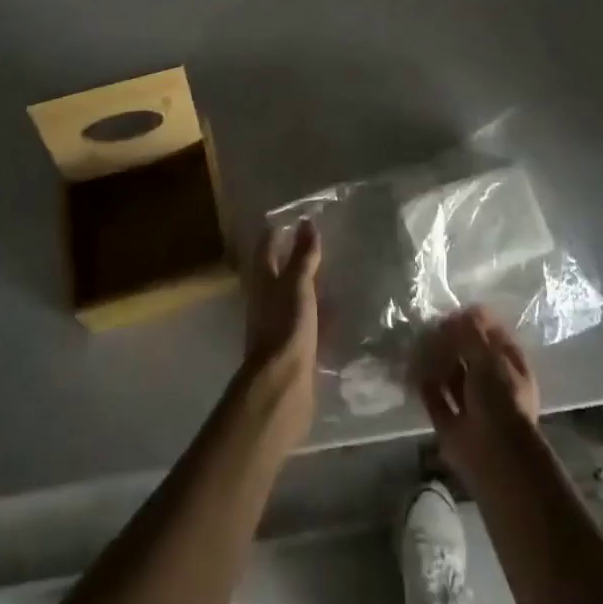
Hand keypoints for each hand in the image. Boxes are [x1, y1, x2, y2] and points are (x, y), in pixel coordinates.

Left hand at [241, 220, 321, 447]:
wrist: (283, 386)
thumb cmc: (286, 326)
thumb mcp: (297, 284)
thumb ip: (303, 255)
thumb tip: (307, 222)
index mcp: (263, 281)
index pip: (267, 247)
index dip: (278, 231)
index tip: (298, 217)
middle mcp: (267, 300)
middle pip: (279, 272)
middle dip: (295, 258)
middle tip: (321, 243)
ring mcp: (279, 325)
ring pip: (294, 297)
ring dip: (309, 286)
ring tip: (334, 274)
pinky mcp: (294, 347)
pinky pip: (308, 322)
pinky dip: (320, 314)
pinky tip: (339, 312)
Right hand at [413, 307, 541, 490]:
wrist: (497, 457)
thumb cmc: (501, 398)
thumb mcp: (489, 355)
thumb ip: (470, 332)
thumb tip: (452, 319)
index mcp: (509, 363)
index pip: (489, 332)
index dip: (470, 321)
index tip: (450, 315)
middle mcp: (492, 381)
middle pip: (466, 353)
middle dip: (447, 341)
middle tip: (427, 330)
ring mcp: (471, 404)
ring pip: (449, 374)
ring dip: (433, 360)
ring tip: (416, 348)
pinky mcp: (451, 425)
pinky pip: (435, 399)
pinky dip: (423, 385)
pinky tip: (411, 371)